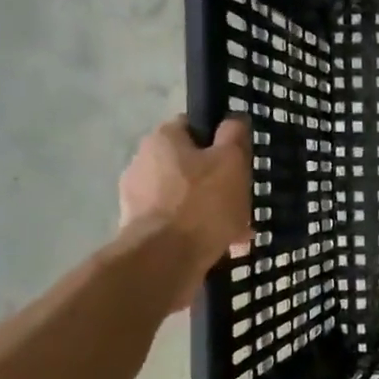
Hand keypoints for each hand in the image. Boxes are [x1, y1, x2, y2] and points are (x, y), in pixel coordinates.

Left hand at [117, 115, 252, 308]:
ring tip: (238, 232)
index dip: (218, 140)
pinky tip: (222, 246)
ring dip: (210, 210)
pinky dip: (198, 231)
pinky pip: (177, 223)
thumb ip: (234, 136)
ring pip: (186, 197)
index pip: (193, 126)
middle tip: (242, 200)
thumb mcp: (231, 162)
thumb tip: (233, 119)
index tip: (238, 160)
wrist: (164, 260)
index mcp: (162, 139)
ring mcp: (137, 199)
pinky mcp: (139, 229)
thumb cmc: (202, 203)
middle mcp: (142, 163)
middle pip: (190, 165)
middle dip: (217, 182)